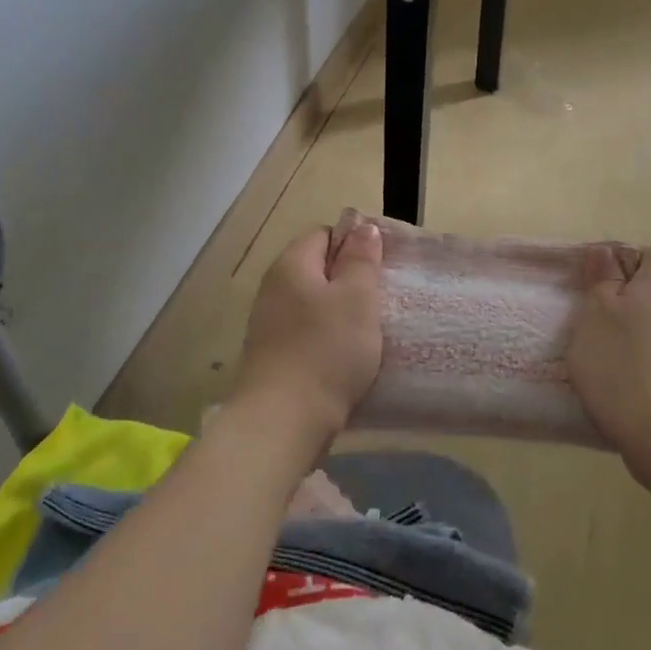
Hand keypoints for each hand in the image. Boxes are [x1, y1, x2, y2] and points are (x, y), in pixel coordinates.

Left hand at [228, 222, 383, 452]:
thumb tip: (361, 227)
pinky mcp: (273, 358)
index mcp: (291, 265)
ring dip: (341, 314)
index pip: (324, 234)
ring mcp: (269, 325)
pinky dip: (327, 340)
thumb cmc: (326, 350)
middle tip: (381, 299)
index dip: (354, 244)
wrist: (283, 421)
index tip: (381, 267)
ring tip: (370, 331)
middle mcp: (273, 289)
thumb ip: (361, 260)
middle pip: (317, 271)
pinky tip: (347, 359)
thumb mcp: (357, 298)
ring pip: (313, 305)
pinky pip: (306, 335)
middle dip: (350, 282)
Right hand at [567, 245, 650, 489]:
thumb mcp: (597, 314)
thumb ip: (602, 281)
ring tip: (604, 365)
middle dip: (629, 307)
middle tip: (594, 326)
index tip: (604, 280)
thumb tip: (606, 251)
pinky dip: (645, 373)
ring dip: (636, 343)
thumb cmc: (624, 364)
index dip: (633, 262)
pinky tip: (622, 393)